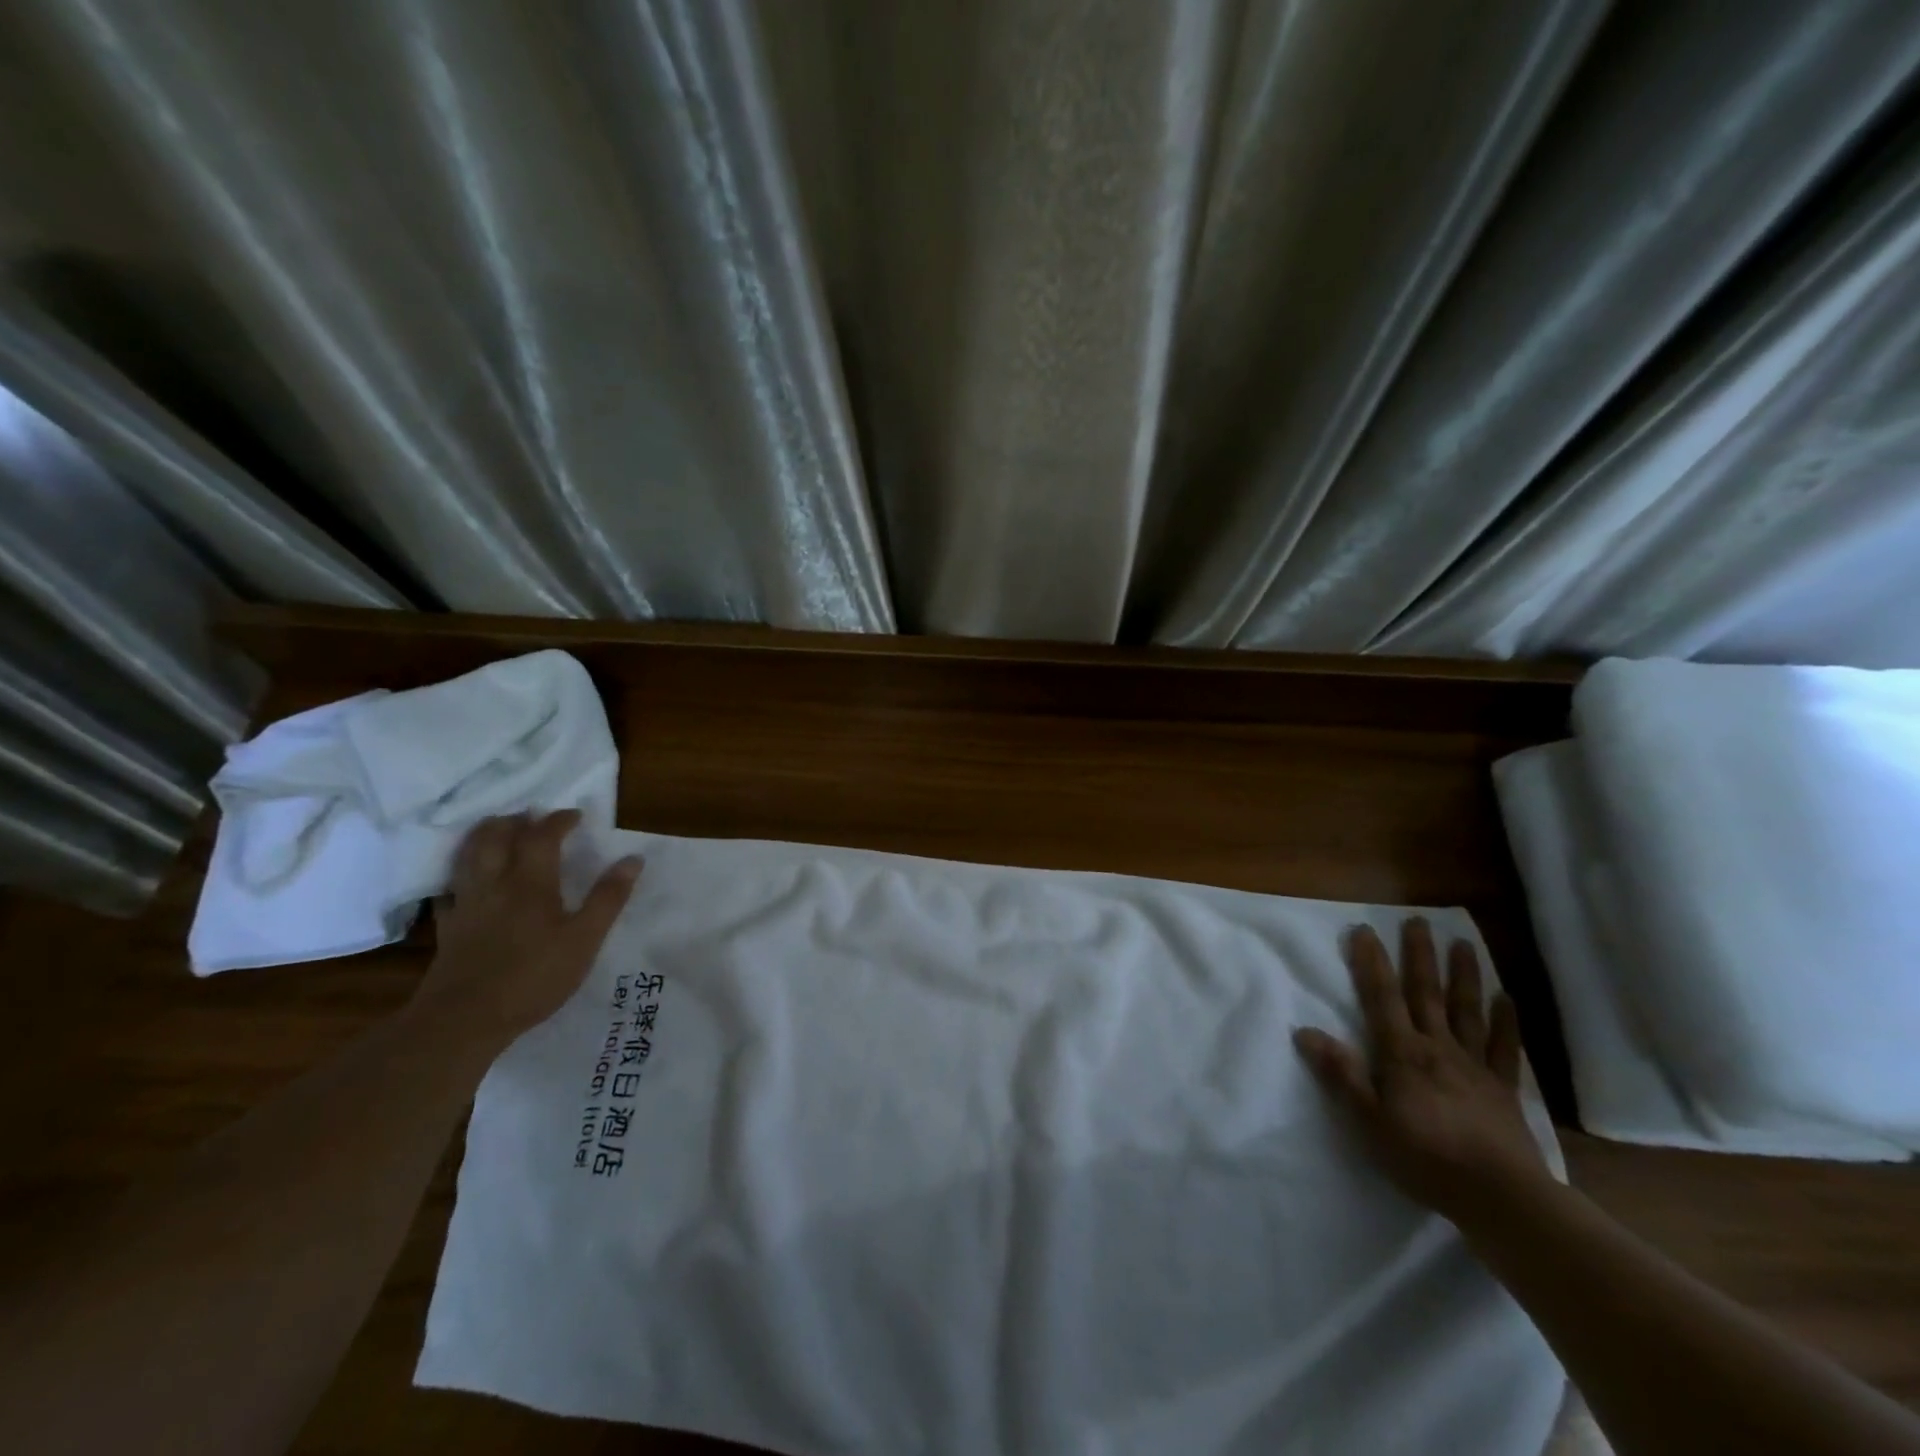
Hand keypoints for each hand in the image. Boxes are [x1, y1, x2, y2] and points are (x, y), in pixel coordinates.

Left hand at [417, 811, 642, 1044]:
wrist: (465, 1019)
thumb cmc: (534, 976)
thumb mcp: (585, 939)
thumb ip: (608, 898)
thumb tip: (633, 859)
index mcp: (531, 883)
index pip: (542, 836)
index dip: (559, 820)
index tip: (575, 816)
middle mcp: (494, 884)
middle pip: (495, 837)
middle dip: (514, 821)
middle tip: (531, 818)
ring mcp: (466, 905)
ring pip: (468, 857)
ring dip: (484, 837)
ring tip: (498, 833)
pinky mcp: (447, 928)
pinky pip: (449, 890)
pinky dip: (460, 877)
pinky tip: (467, 885)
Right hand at [1292, 918, 1549, 1225]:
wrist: (1501, 1197)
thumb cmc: (1425, 1157)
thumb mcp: (1368, 1121)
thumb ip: (1340, 1074)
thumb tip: (1305, 1031)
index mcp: (1402, 1053)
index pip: (1382, 998)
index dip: (1371, 963)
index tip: (1364, 930)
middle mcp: (1438, 1048)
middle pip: (1426, 994)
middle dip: (1419, 956)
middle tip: (1418, 921)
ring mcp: (1475, 1066)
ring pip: (1467, 1011)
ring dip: (1463, 976)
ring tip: (1463, 944)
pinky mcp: (1504, 1089)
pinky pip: (1505, 1049)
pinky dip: (1506, 1022)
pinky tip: (1506, 999)